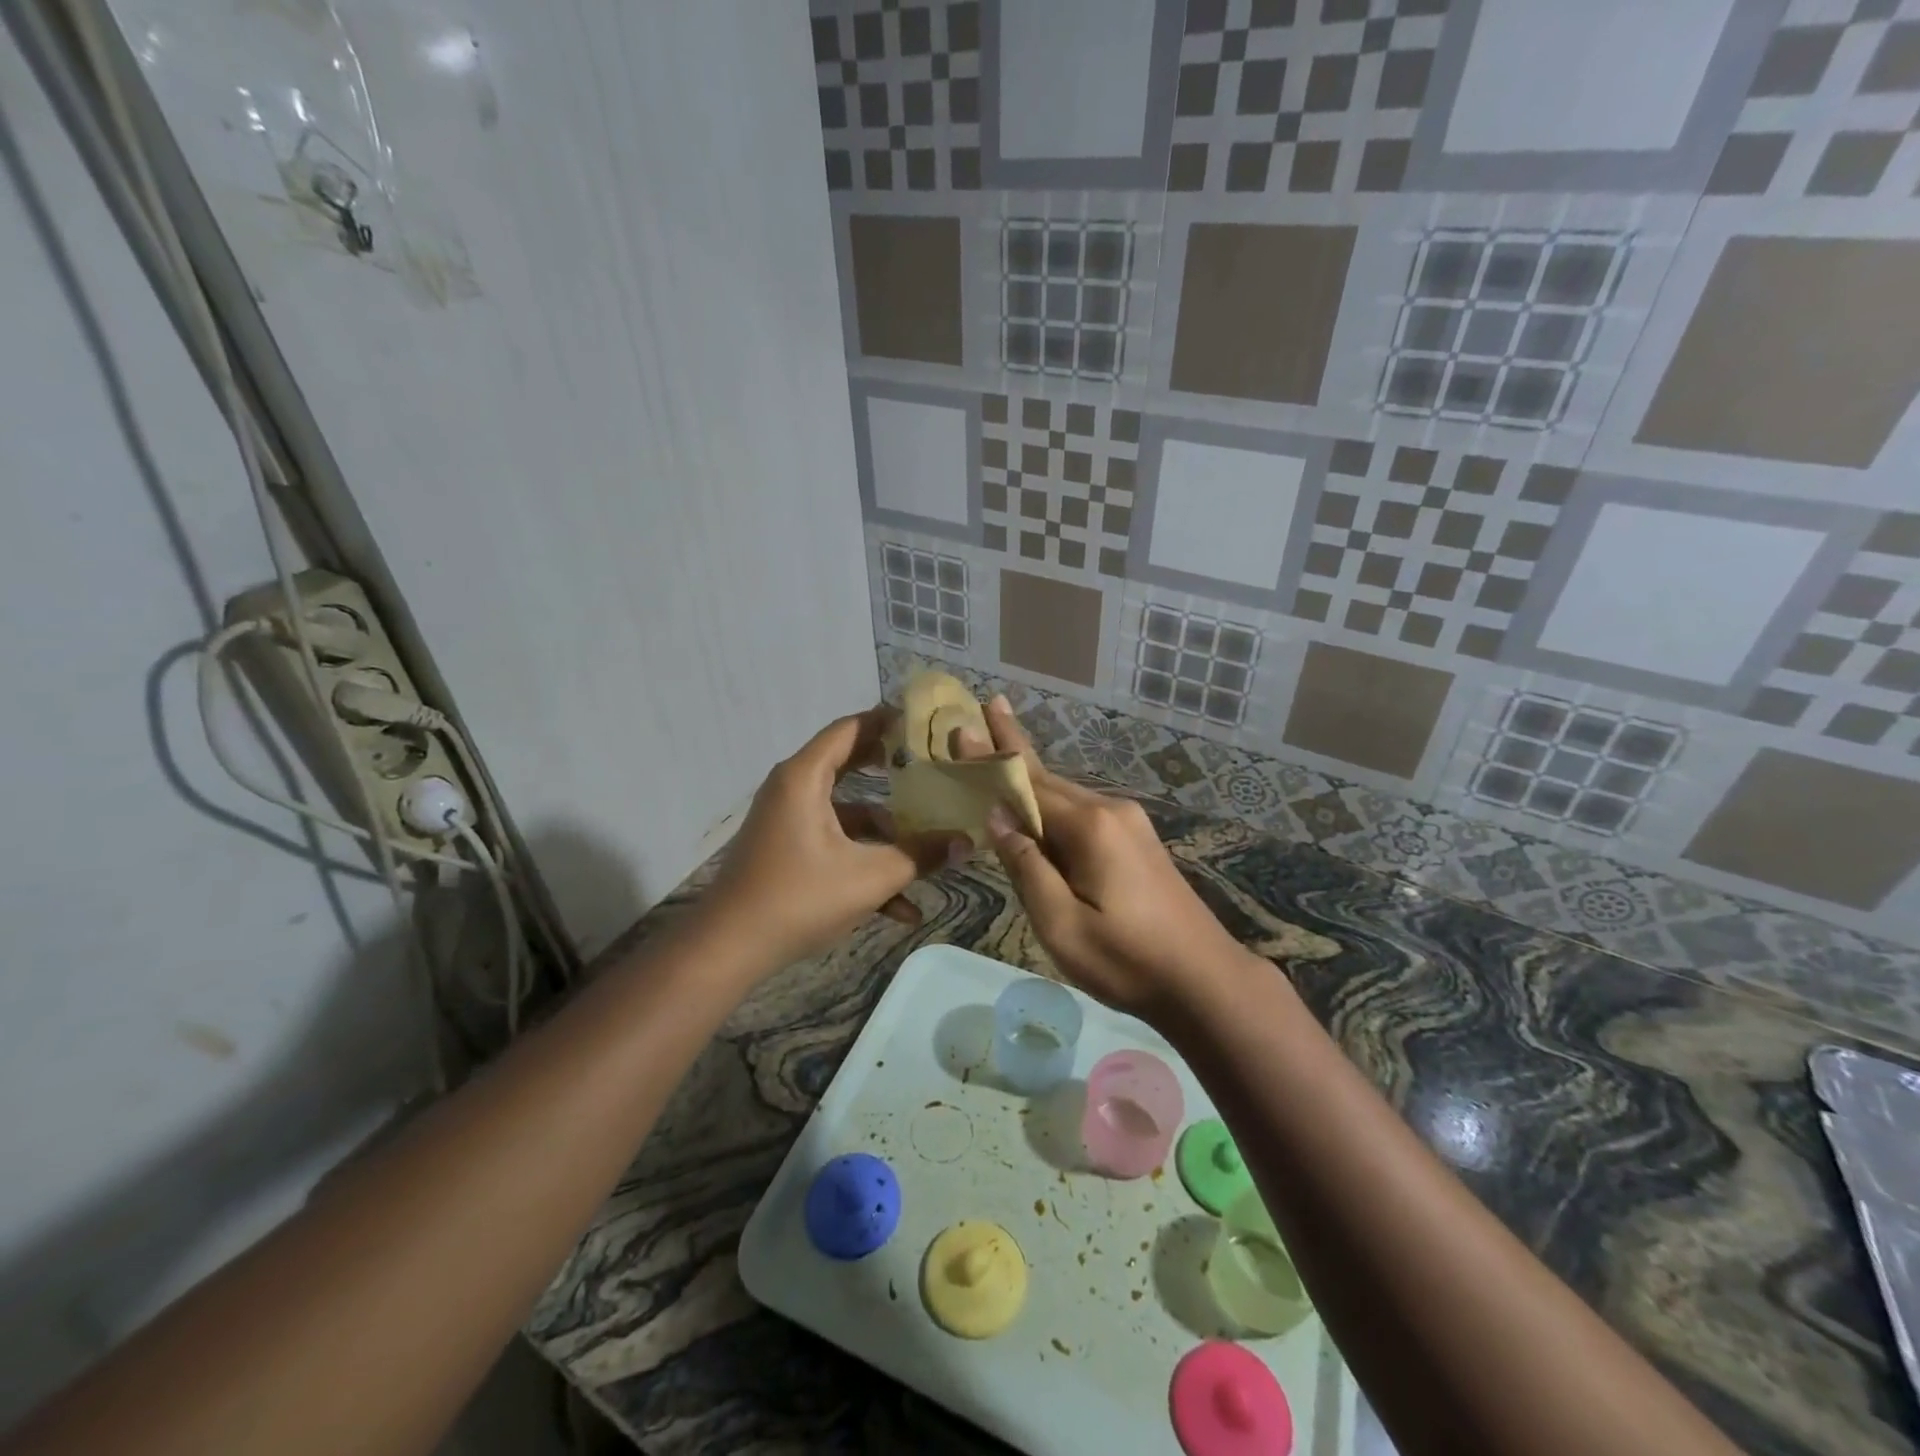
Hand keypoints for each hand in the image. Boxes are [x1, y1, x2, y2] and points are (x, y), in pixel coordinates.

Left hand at [694, 708, 969, 972]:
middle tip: (933, 765)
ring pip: (847, 814)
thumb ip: (920, 855)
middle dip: (893, 769)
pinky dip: (862, 863)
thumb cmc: (800, 898)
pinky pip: (833, 844)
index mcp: (805, 777)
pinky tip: (900, 908)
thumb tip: (967, 841)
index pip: (850, 729)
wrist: (730, 948)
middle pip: (850, 764)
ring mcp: (789, 821)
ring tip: (929, 850)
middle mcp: (794, 789)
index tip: (925, 722)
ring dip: (885, 834)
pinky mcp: (788, 850)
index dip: (887, 721)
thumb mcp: (870, 877)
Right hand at [957, 697, 1253, 1020]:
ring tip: (1000, 750)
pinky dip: (1052, 804)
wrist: (1205, 981)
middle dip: (1011, 750)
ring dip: (1031, 778)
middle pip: (1048, 779)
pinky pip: (1083, 813)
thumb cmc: (1126, 960)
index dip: (991, 759)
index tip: (963, 725)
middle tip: (985, 713)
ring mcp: (1129, 823)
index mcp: (1090, 826)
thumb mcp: (1061, 923)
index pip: (1027, 784)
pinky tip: (1037, 807)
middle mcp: (1110, 810)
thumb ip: (1027, 866)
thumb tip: (998, 817)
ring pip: (1066, 796)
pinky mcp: (1137, 841)